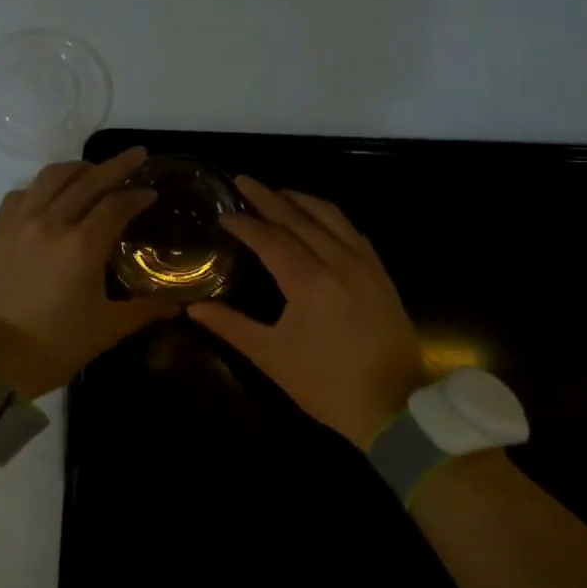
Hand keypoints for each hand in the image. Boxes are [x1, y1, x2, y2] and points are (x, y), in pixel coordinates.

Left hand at [0, 146, 175, 398]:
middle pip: (87, 181)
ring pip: (50, 178)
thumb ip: (142, 311)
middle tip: (137, 155)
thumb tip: (176, 306)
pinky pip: (21, 194)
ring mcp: (19, 224)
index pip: (116, 205)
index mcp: (82, 246)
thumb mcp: (104, 331)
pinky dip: (40, 187)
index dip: (137, 196)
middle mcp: (51, 223)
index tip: (151, 192)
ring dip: (77, 169)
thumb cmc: (51, 348)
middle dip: (116, 166)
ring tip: (92, 169)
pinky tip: (48, 196)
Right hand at [188, 177, 425, 449]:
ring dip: (301, 200)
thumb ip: (230, 326)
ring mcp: (364, 265)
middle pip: (298, 218)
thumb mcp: (271, 357)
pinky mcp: (381, 274)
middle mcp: (338, 262)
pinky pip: (352, 231)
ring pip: (330, 217)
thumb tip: (192, 307)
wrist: (393, 407)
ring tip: (277, 193)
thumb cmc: (325, 384)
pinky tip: (318, 218)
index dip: (245, 224)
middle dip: (268, 197)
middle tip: (244, 180)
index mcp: (308, 281)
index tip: (224, 213)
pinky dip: (330, 217)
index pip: (270, 238)